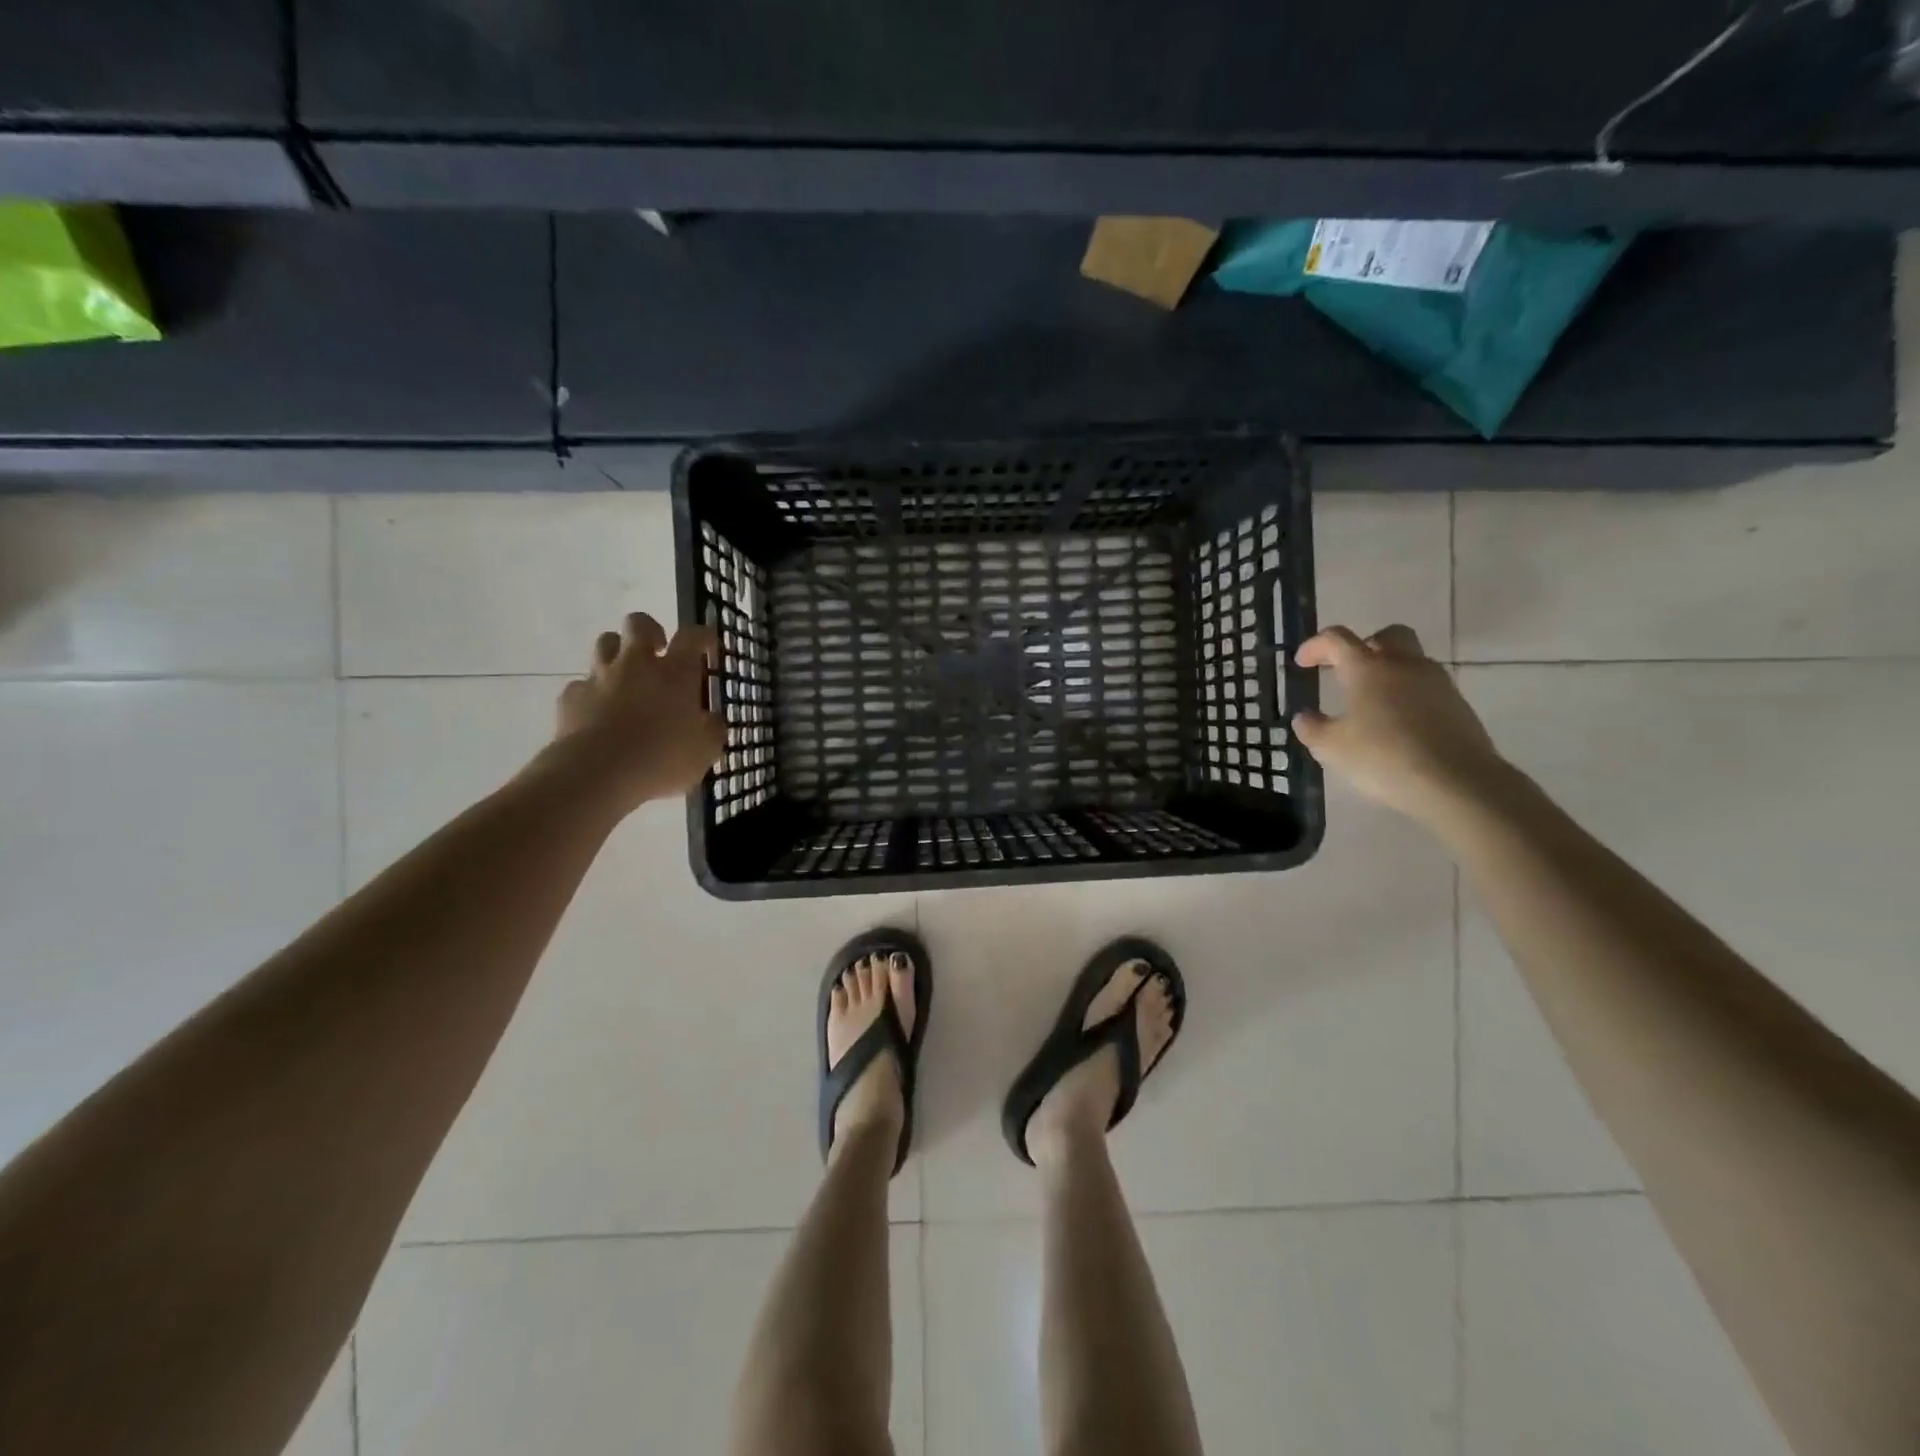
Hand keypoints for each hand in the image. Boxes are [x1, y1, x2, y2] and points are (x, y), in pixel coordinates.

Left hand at [547, 612, 726, 811]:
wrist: (596, 774)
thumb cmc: (661, 758)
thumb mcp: (704, 751)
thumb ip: (711, 730)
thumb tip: (712, 720)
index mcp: (675, 673)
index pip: (692, 636)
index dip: (703, 636)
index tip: (708, 645)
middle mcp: (636, 665)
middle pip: (639, 624)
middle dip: (650, 631)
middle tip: (658, 651)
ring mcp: (600, 678)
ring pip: (605, 644)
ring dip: (617, 654)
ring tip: (627, 678)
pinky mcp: (571, 697)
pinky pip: (582, 685)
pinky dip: (592, 693)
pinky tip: (597, 714)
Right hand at [1292, 624, 1508, 825]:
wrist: (1458, 783)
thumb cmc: (1383, 758)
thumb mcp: (1331, 748)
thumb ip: (1312, 728)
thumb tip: (1304, 717)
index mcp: (1368, 668)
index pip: (1336, 639)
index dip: (1315, 646)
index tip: (1302, 663)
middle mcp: (1404, 665)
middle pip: (1387, 635)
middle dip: (1364, 646)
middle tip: (1346, 670)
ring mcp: (1437, 683)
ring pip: (1411, 661)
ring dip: (1389, 671)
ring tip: (1371, 703)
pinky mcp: (1458, 705)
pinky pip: (1427, 687)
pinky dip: (1408, 695)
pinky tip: (1398, 725)